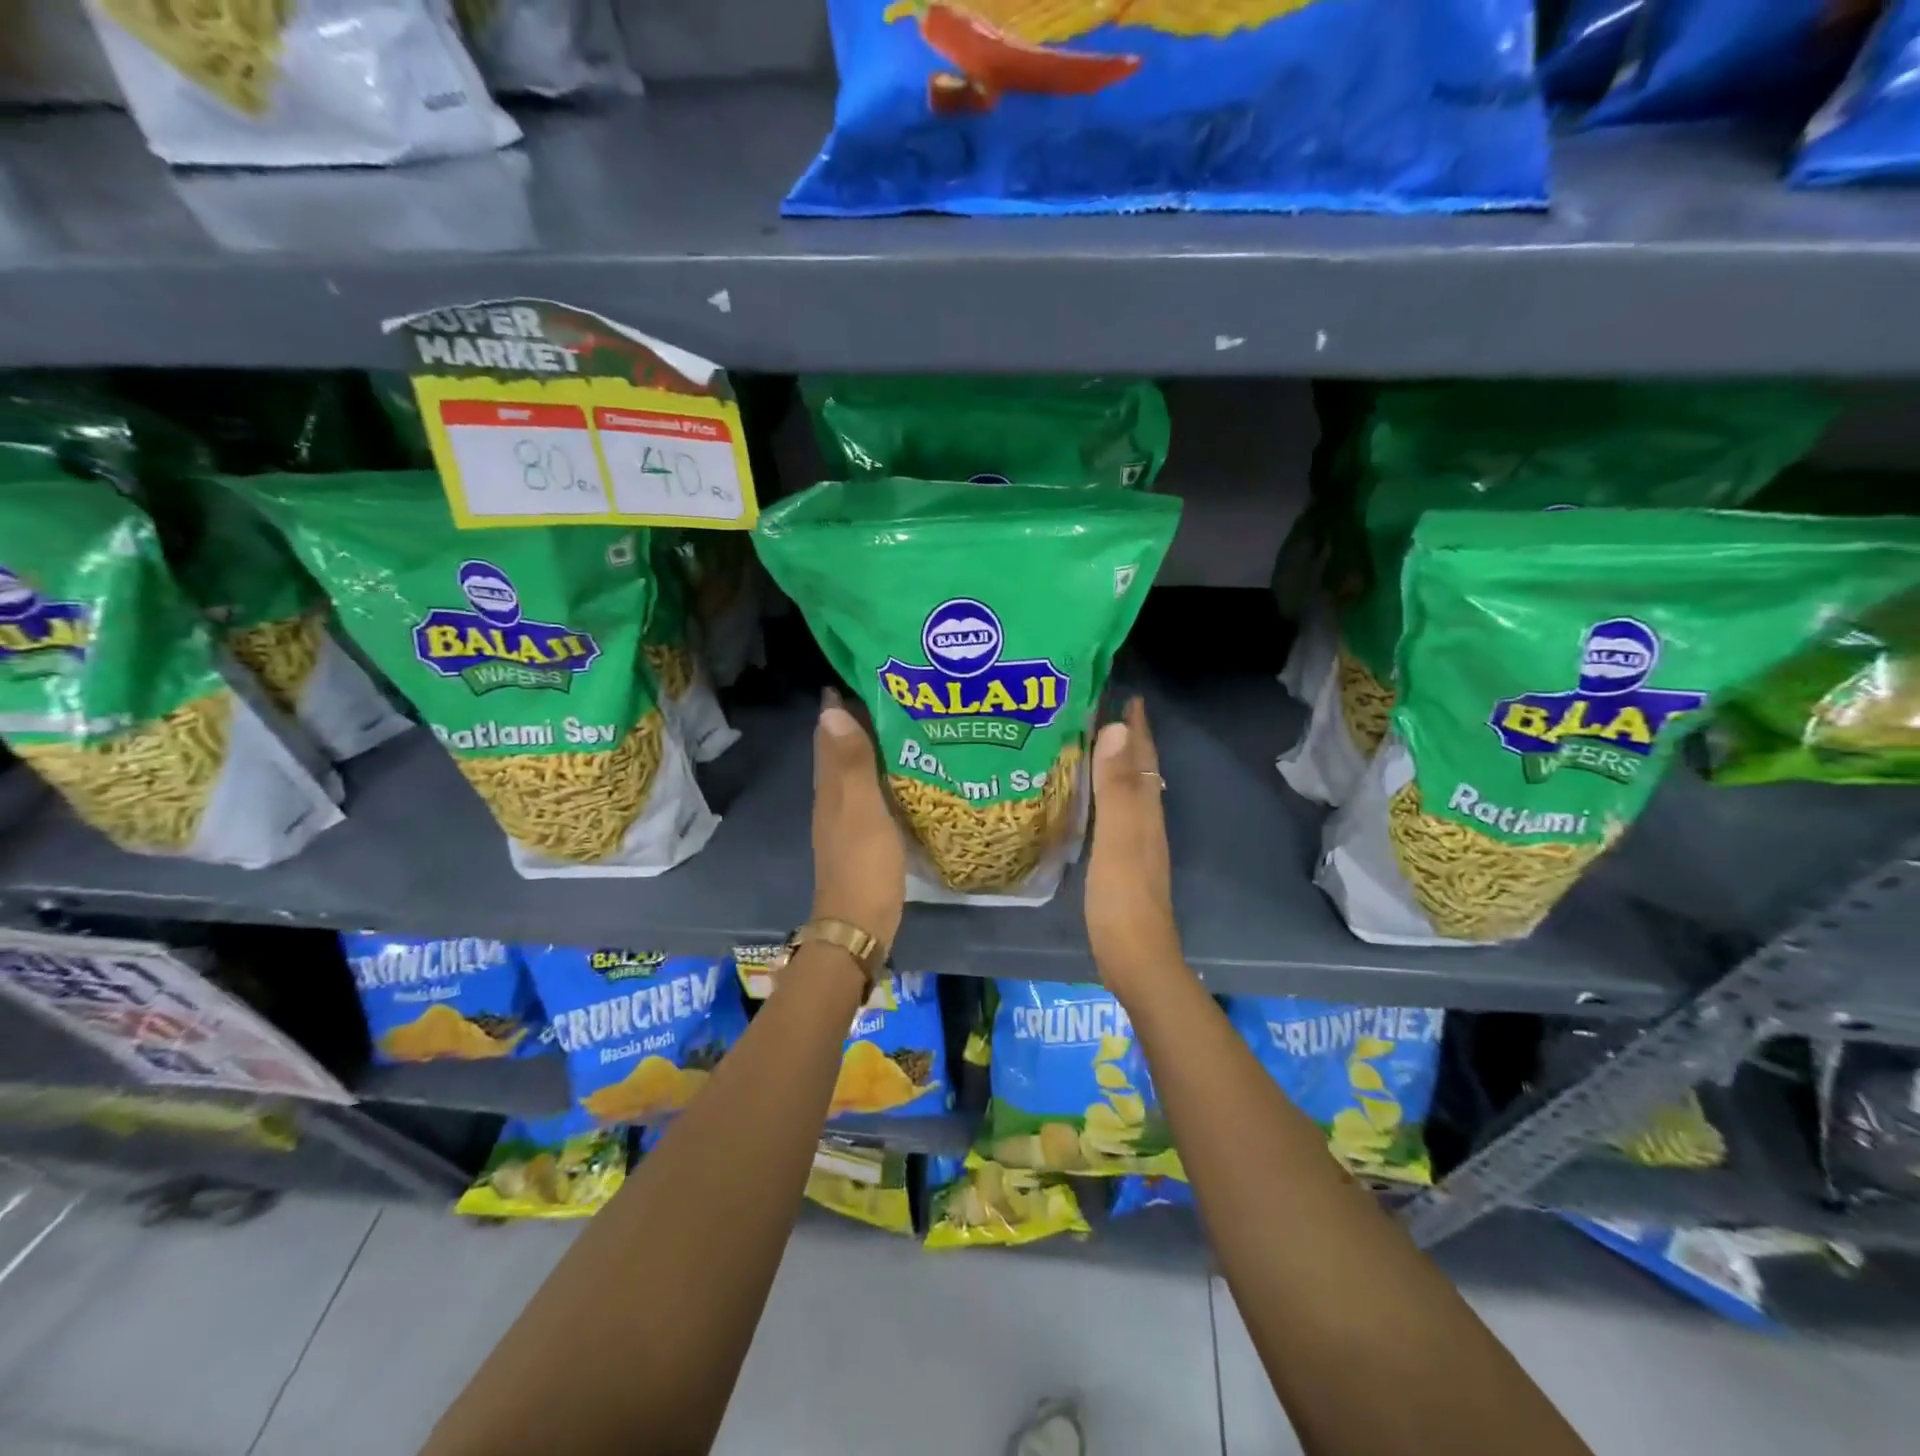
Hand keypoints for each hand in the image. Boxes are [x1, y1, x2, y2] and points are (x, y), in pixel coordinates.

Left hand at [810, 688, 905, 951]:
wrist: (859, 924)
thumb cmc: (864, 865)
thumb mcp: (862, 810)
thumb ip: (851, 763)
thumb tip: (831, 710)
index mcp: (831, 786)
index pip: (828, 734)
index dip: (839, 706)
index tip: (863, 676)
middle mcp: (833, 797)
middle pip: (839, 749)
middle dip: (856, 720)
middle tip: (891, 694)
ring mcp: (846, 818)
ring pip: (854, 770)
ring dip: (869, 745)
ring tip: (901, 723)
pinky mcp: (862, 836)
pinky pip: (869, 791)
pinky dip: (880, 773)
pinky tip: (903, 772)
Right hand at [1085, 697, 1181, 995]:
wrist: (1135, 957)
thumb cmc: (1122, 897)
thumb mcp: (1116, 837)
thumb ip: (1116, 788)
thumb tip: (1116, 730)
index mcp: (1145, 810)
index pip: (1143, 758)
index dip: (1137, 728)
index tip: (1127, 696)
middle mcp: (1146, 820)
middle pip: (1140, 770)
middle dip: (1128, 740)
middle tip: (1104, 711)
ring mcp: (1136, 843)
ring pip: (1129, 791)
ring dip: (1117, 764)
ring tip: (1095, 744)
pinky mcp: (1123, 861)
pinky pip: (1116, 812)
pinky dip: (1106, 793)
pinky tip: (1090, 799)